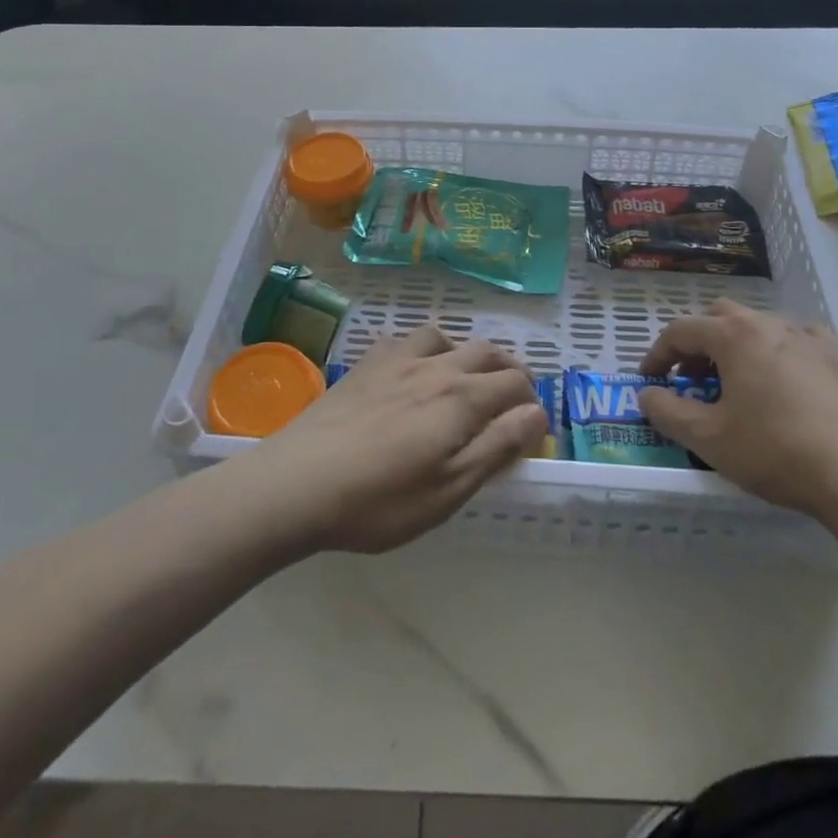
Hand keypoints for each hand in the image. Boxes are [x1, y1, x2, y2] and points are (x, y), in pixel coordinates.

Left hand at [244, 326, 546, 554]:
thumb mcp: (449, 489)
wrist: (299, 482)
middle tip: (512, 394)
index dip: (531, 401)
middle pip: (486, 351)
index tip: (532, 426)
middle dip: (509, 368)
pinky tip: (412, 369)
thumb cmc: (380, 500)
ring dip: (466, 352)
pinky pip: (406, 339)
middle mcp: (435, 367)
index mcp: (461, 398)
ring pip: (446, 337)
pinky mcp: (366, 363)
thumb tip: (537, 413)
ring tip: (466, 375)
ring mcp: (397, 359)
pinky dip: (424, 348)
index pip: (514, 383)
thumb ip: (497, 447)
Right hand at [636, 300, 837, 526]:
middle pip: (721, 317)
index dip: (657, 353)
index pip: (681, 330)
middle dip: (700, 344)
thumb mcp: (710, 440)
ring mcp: (813, 338)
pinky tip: (789, 388)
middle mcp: (771, 324)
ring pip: (763, 327)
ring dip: (740, 348)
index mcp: (734, 336)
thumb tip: (647, 395)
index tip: (649, 380)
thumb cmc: (779, 451)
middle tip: (694, 380)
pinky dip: (782, 356)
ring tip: (741, 387)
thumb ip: (668, 413)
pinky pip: (801, 343)